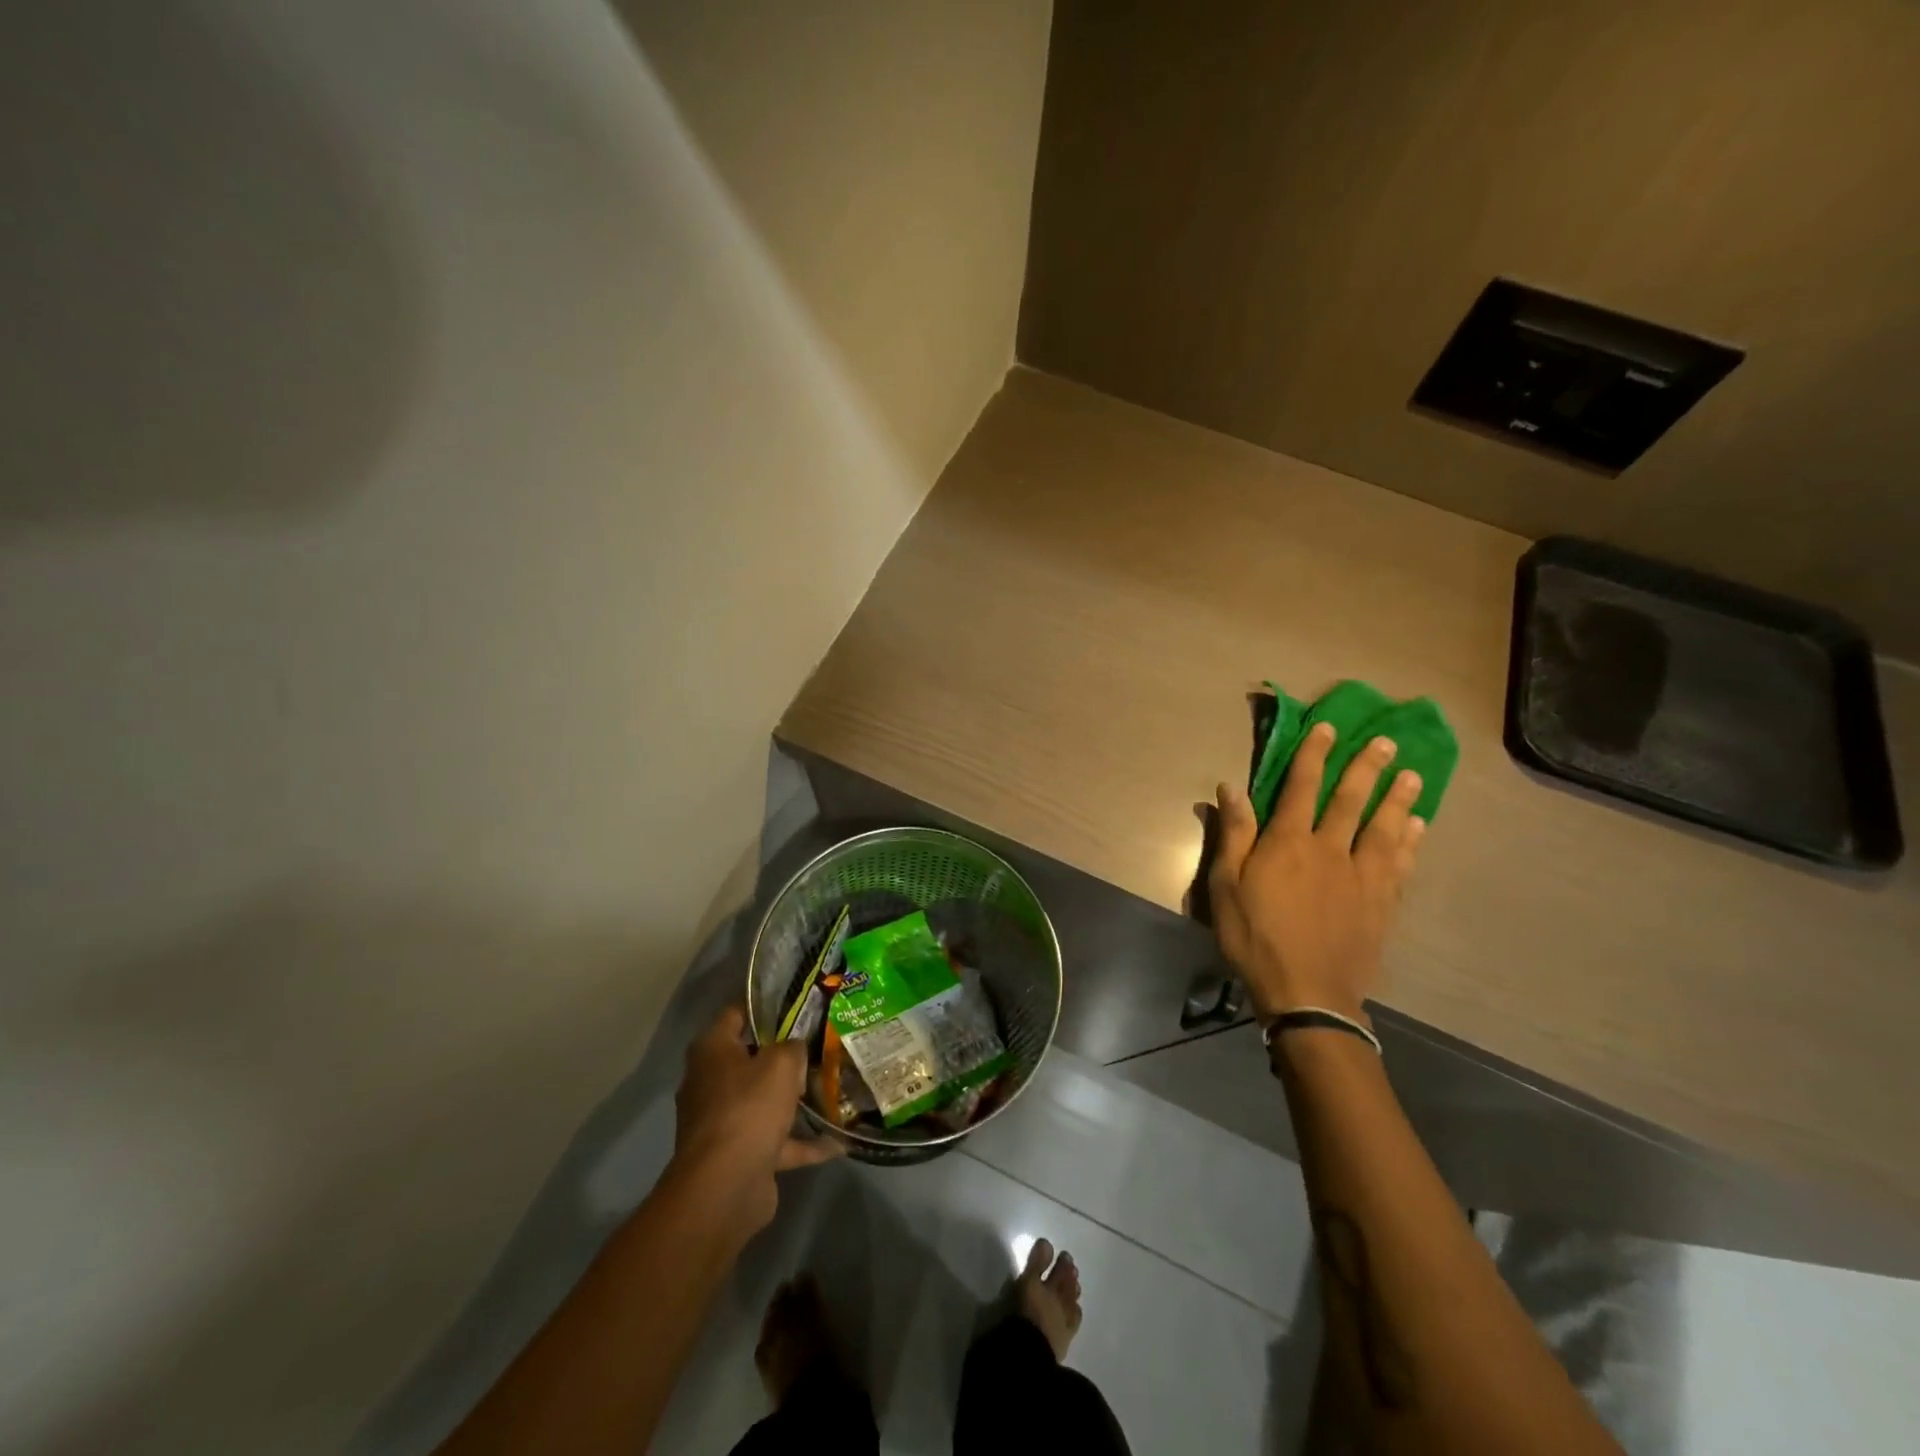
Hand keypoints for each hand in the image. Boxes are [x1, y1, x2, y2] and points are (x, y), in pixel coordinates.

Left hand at [669, 1006, 841, 1239]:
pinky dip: (804, 1143)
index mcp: (712, 1051)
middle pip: (751, 1058)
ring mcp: (723, 1122)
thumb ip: (793, 1047)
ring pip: (764, 1101)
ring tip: (832, 1088)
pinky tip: (839, 1142)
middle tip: (821, 1041)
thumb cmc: (748, 1108)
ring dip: (795, 1100)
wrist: (724, 1188)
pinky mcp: (739, 1155)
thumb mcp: (781, 1062)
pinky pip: (777, 1141)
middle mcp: (711, 1083)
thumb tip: (796, 1049)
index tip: (797, 1000)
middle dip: (785, 1054)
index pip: (736, 1014)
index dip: (765, 1004)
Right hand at [1209, 722, 1426, 1022]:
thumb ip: (1234, 835)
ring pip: (1385, 828)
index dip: (1314, 755)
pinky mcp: (1382, 904)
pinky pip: (1401, 864)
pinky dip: (1411, 842)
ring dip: (1399, 799)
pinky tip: (1419, 828)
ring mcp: (1362, 877)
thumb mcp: (1226, 886)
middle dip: (1366, 768)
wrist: (1307, 993)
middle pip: (1351, 800)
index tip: (1327, 728)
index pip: (1302, 787)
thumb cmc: (1255, 937)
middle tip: (1386, 742)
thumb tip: (1232, 788)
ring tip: (1413, 775)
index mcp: (1289, 843)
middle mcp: (1331, 850)